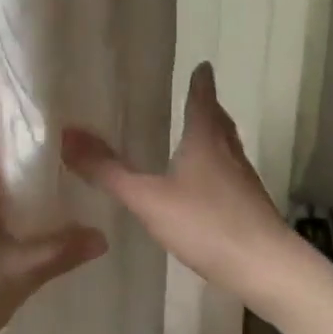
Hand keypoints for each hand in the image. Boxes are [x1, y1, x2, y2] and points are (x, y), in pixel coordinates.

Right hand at [63, 63, 293, 299]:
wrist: (264, 267)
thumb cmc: (206, 223)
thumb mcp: (148, 198)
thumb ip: (108, 171)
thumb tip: (67, 135)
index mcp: (206, 141)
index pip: (203, 100)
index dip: (201, 82)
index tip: (202, 65)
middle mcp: (229, 154)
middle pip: (220, 122)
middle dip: (208, 107)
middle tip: (197, 96)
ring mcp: (243, 182)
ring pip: (227, 149)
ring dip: (213, 137)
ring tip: (197, 137)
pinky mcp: (250, 208)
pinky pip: (230, 176)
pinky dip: (216, 169)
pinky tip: (204, 187)